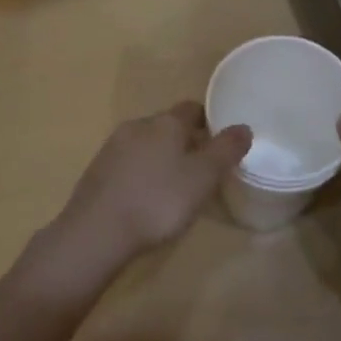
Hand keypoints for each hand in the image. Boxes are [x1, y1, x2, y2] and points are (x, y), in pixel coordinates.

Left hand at [54, 101, 251, 273]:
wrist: (96, 232)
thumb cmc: (158, 201)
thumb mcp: (203, 178)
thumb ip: (226, 150)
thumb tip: (244, 127)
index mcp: (166, 122)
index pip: (191, 108)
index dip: (208, 121)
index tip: (219, 141)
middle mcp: (137, 125)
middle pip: (167, 125)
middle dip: (184, 140)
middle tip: (200, 168)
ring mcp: (112, 147)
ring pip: (145, 143)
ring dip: (160, 157)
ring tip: (173, 185)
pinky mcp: (96, 170)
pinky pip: (126, 163)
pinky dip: (140, 173)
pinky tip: (144, 197)